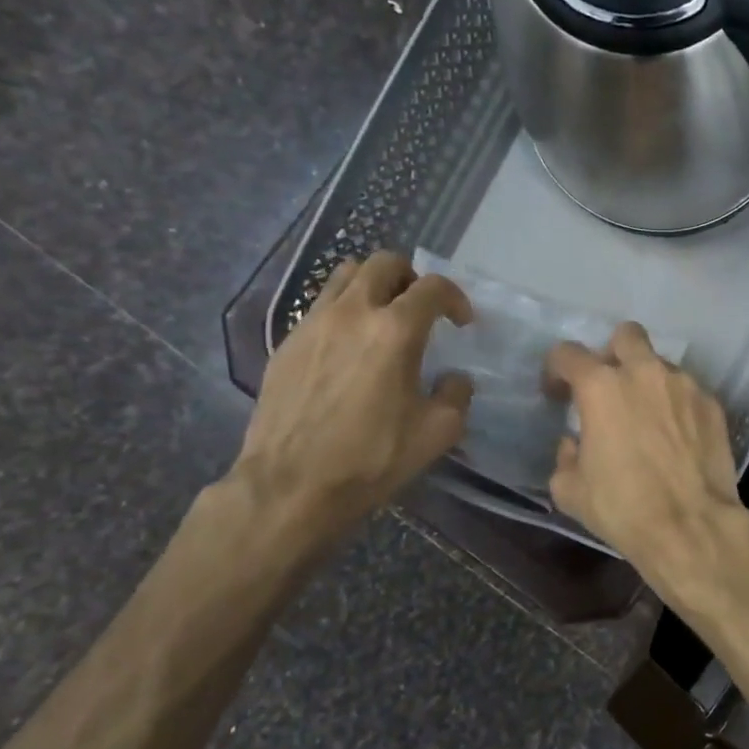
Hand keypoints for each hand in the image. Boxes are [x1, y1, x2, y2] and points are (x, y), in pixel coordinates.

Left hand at [232, 251, 472, 538]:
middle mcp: (352, 313)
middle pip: (383, 263)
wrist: (291, 485)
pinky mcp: (286, 344)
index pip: (433, 287)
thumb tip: (453, 379)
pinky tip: (350, 350)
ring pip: (345, 276)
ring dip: (373, 286)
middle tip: (421, 308)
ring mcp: (313, 324)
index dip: (455, 298)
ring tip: (383, 318)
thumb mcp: (438, 432)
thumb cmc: (372, 457)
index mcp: (395, 330)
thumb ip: (456, 394)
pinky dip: (344, 313)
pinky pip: (320, 308)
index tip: (462, 323)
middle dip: (411, 278)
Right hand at [545, 323, 748, 597]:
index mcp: (602, 387)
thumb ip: (565, 456)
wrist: (691, 526)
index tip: (558, 394)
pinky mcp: (713, 404)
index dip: (557, 370)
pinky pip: (688, 391)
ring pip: (661, 364)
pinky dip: (677, 405)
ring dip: (648, 381)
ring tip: (648, 417)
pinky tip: (677, 436)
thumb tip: (575, 443)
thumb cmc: (623, 508)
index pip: (568, 353)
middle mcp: (645, 373)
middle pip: (625, 336)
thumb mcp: (571, 490)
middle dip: (612, 354)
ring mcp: (685, 385)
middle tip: (609, 388)